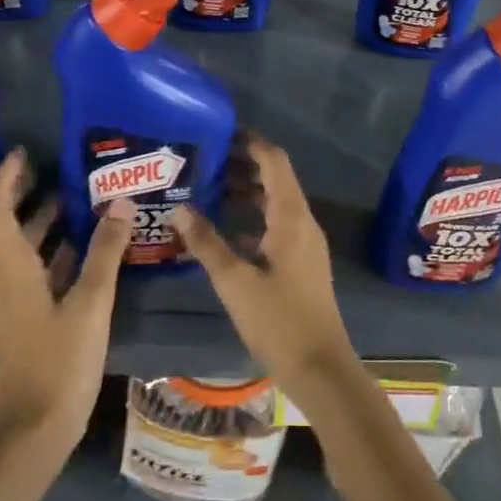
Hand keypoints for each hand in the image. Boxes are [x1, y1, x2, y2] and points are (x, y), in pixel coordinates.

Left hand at [0, 149, 132, 500]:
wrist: (37, 426)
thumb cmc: (60, 361)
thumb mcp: (90, 303)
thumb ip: (105, 251)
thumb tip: (120, 201)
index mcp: (11, 270)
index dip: (4, 180)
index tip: (23, 152)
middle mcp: (3, 279)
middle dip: (16, 194)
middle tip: (46, 167)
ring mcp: (12, 299)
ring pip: (15, 247)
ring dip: (33, 219)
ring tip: (67, 194)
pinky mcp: (24, 315)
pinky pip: (30, 267)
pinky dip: (48, 247)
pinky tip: (79, 242)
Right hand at [170, 133, 358, 405]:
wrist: (321, 368)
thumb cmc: (279, 320)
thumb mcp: (235, 281)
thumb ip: (206, 243)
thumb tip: (180, 209)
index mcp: (291, 216)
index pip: (274, 161)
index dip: (251, 142)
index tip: (222, 131)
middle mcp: (302, 222)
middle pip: (275, 179)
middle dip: (243, 165)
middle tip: (206, 160)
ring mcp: (305, 243)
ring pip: (275, 203)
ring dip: (247, 192)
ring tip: (209, 189)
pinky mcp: (301, 263)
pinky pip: (276, 226)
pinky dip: (252, 218)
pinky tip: (224, 230)